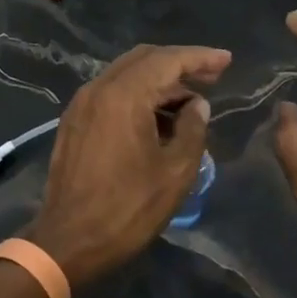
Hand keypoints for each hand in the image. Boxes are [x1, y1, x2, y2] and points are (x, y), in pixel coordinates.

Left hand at [24, 44, 231, 288]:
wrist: (69, 240)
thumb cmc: (128, 209)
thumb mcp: (175, 171)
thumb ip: (193, 129)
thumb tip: (197, 104)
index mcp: (123, 96)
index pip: (167, 60)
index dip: (200, 57)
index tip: (227, 60)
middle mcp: (97, 90)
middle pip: (143, 60)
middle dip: (179, 64)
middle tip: (212, 76)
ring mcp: (80, 105)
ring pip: (125, 76)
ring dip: (158, 81)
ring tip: (190, 100)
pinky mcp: (73, 123)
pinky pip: (110, 94)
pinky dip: (138, 95)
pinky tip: (158, 116)